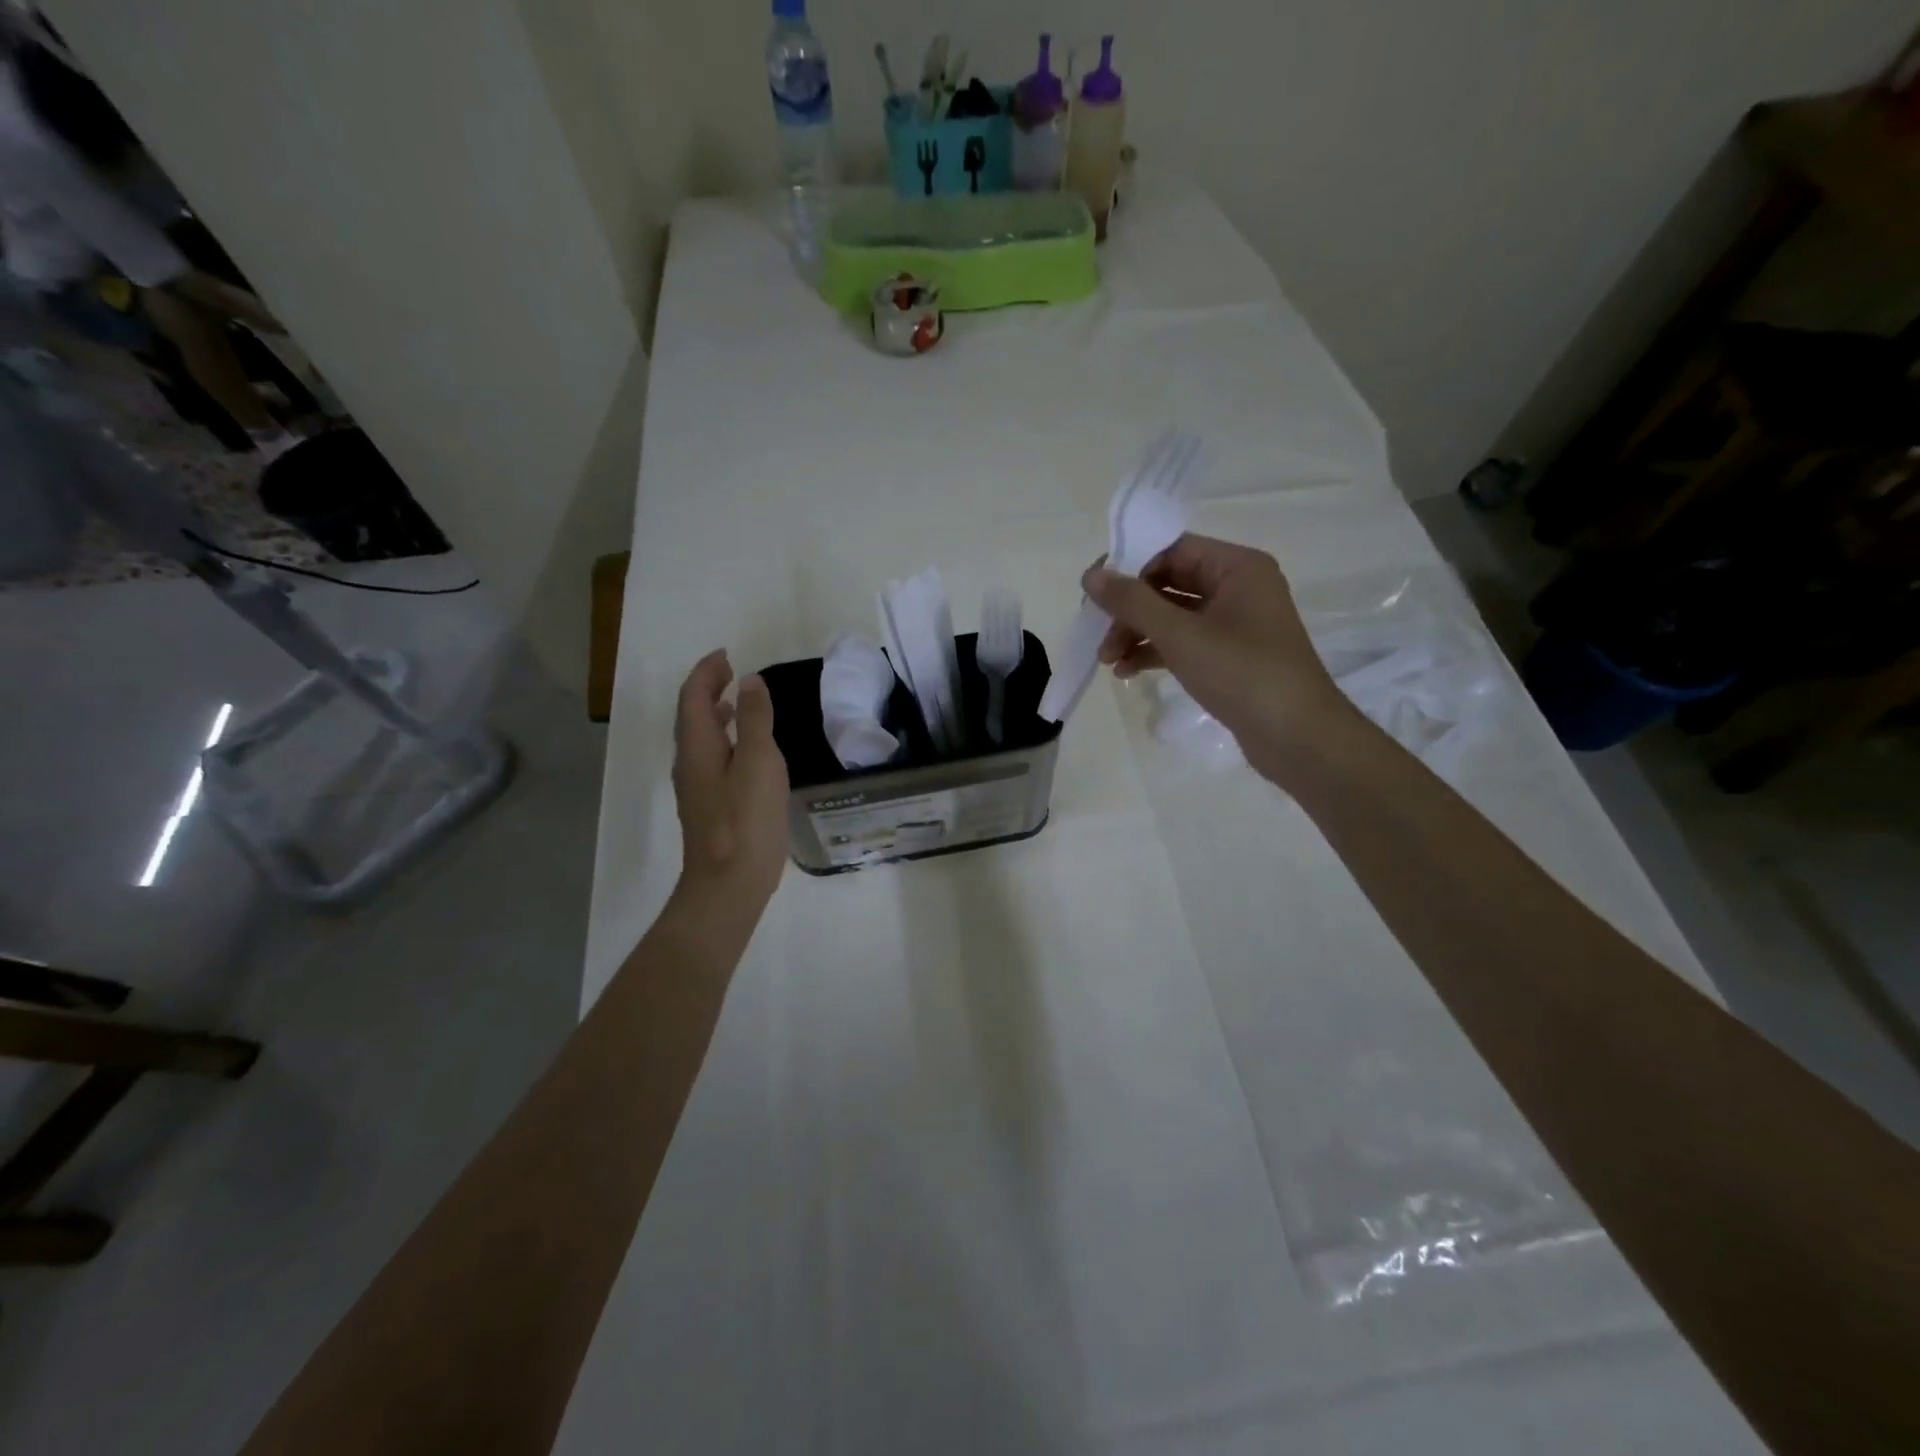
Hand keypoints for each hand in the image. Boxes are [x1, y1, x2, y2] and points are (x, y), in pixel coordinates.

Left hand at [670, 650, 789, 908]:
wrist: (728, 884)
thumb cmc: (746, 820)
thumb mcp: (759, 762)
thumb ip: (756, 719)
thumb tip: (749, 682)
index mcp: (697, 746)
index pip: (692, 696)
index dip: (707, 671)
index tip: (727, 655)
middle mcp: (689, 762)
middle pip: (691, 715)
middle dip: (708, 688)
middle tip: (733, 673)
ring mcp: (697, 787)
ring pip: (700, 738)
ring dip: (715, 713)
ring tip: (740, 703)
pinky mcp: (709, 806)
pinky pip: (712, 758)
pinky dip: (725, 739)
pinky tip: (747, 751)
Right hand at [1084, 534, 1351, 781]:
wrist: (1297, 738)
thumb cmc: (1242, 674)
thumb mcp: (1181, 635)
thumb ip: (1132, 602)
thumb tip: (1090, 576)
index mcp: (1237, 567)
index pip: (1172, 549)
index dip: (1129, 567)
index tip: (1093, 593)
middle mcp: (1238, 587)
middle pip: (1169, 583)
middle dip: (1129, 608)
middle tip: (1096, 632)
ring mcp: (1235, 623)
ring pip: (1172, 615)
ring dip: (1136, 633)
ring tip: (1107, 660)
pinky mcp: (1229, 656)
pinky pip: (1183, 641)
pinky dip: (1155, 651)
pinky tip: (1127, 671)